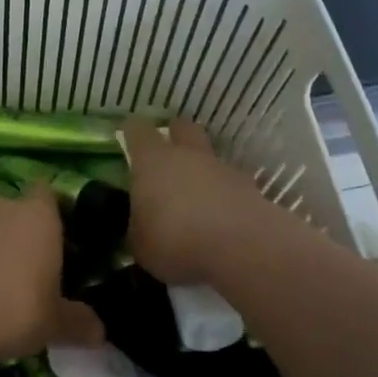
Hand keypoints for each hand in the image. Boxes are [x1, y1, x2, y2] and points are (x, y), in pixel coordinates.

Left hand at [0, 188, 103, 362]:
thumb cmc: (16, 307)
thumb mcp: (56, 323)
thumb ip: (79, 323)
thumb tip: (100, 333)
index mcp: (39, 215)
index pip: (48, 194)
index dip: (53, 211)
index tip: (59, 238)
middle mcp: (2, 207)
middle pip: (16, 212)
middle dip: (22, 235)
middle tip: (31, 271)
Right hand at [121, 117, 277, 285]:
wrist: (242, 249)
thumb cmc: (177, 241)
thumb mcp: (141, 244)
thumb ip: (139, 227)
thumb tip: (142, 224)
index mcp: (153, 161)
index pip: (138, 130)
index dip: (131, 131)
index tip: (127, 136)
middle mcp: (188, 154)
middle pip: (181, 127)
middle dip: (174, 135)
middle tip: (166, 155)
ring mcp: (222, 168)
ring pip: (209, 155)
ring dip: (202, 168)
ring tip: (196, 196)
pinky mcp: (250, 187)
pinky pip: (231, 182)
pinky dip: (225, 193)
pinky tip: (221, 217)